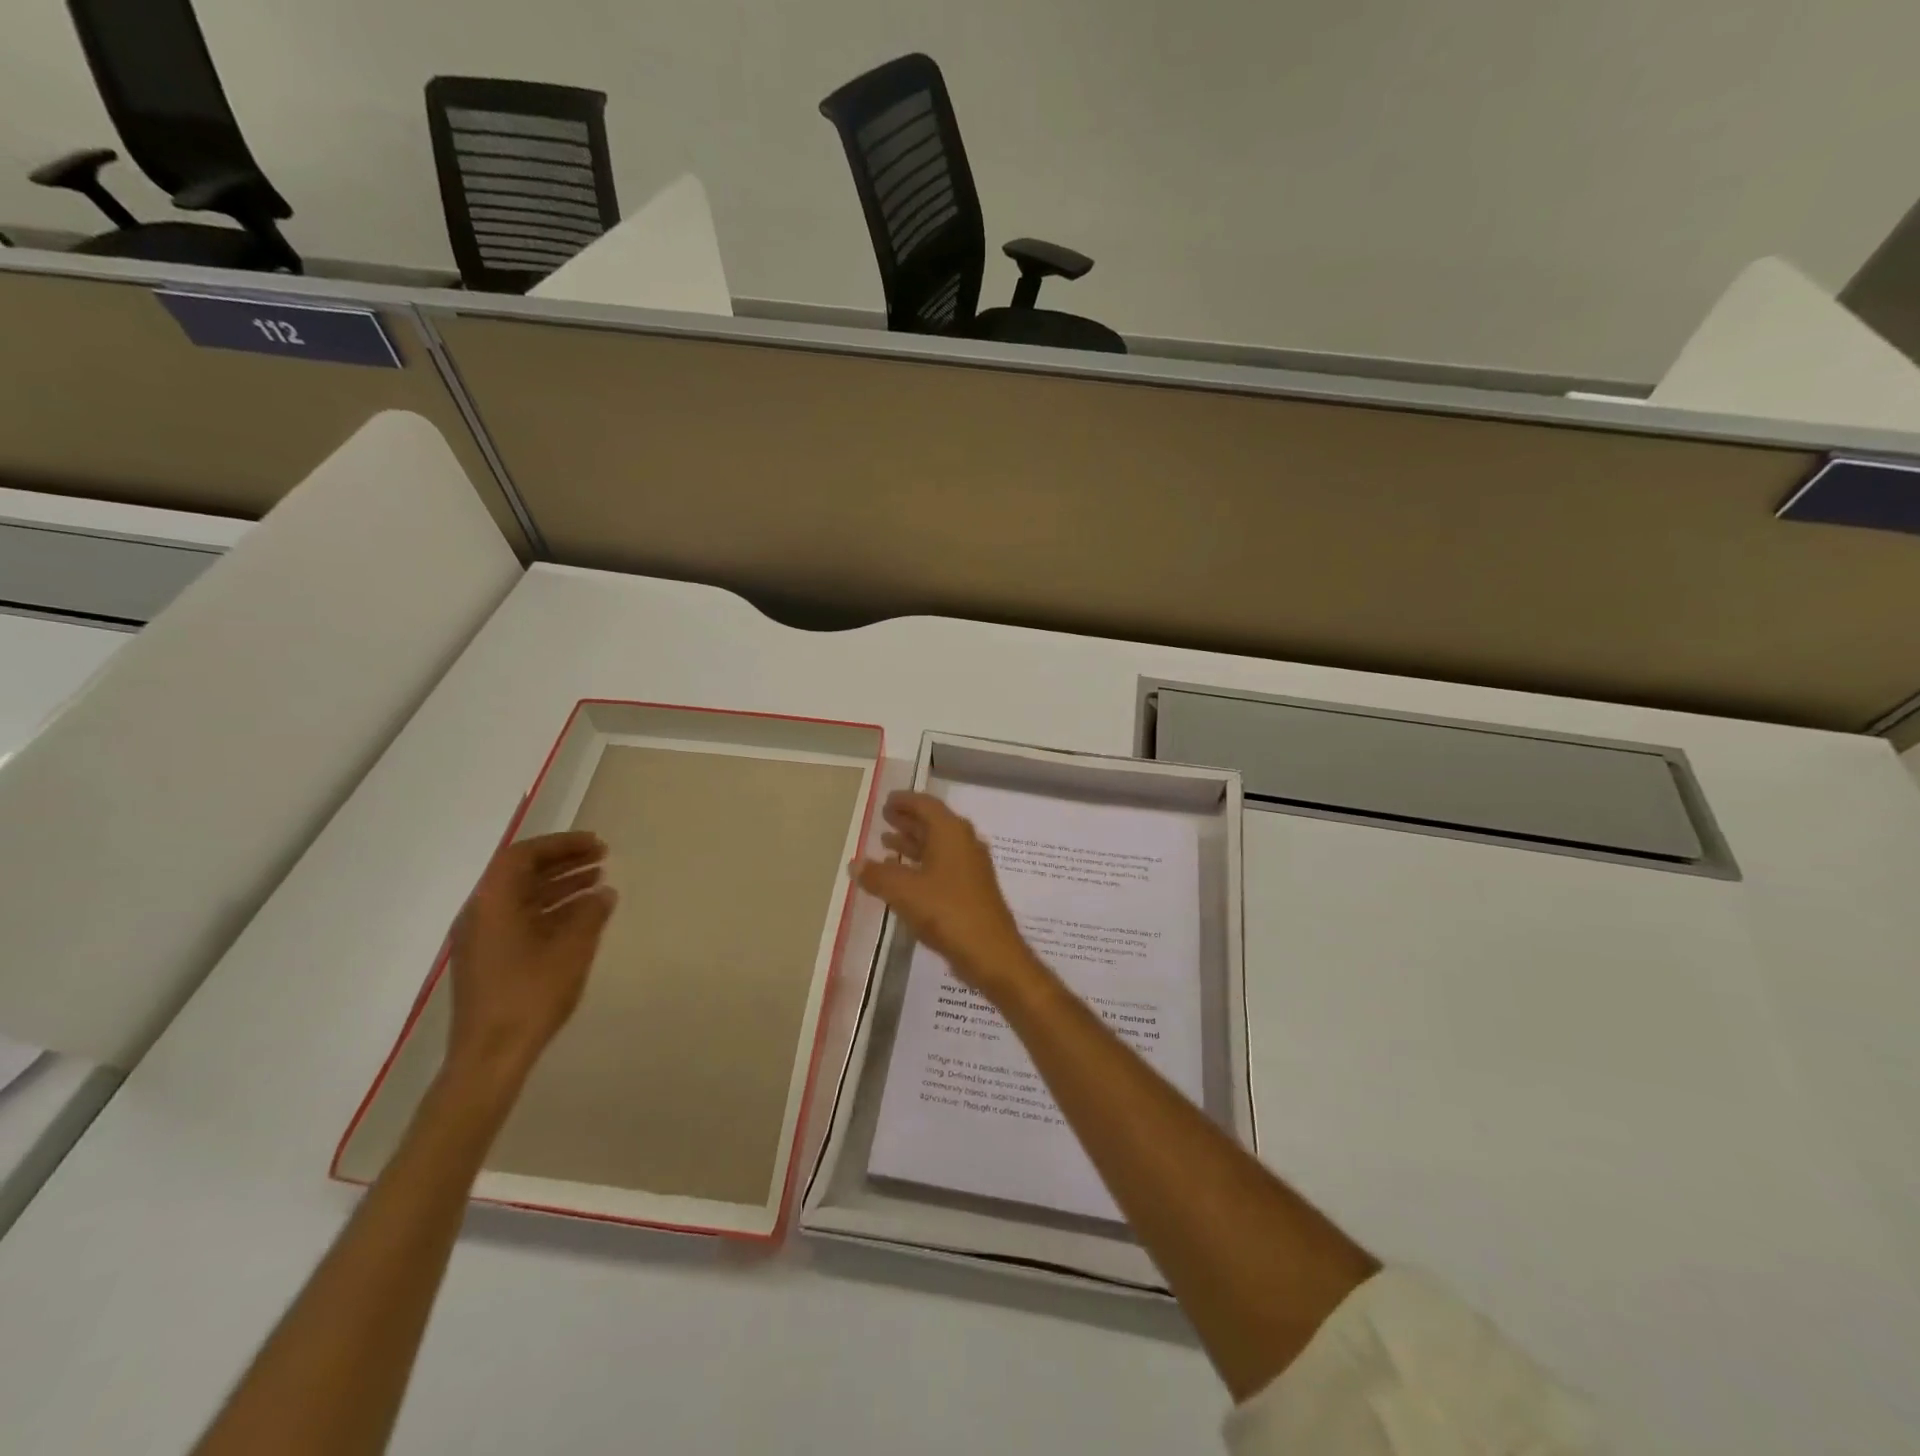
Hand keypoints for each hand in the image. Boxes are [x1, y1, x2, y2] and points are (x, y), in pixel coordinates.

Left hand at [444, 831, 617, 1088]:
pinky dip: (550, 911)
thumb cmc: (531, 994)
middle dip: (562, 862)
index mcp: (492, 903)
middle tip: (602, 857)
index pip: (523, 855)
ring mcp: (480, 940)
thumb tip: (603, 892)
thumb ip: (590, 913)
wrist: (490, 1056)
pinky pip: (519, 920)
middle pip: (520, 874)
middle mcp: (479, 914)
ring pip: (522, 898)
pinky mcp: (487, 961)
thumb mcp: (572, 949)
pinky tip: (581, 918)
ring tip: (598, 884)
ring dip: (559, 886)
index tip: (596, 844)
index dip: (561, 845)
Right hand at [855, 792, 1044, 1005]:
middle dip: (908, 820)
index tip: (886, 800)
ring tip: (886, 842)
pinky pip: (942, 866)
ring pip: (937, 846)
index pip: (926, 805)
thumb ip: (877, 875)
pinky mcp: (971, 890)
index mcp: (951, 833)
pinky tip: (903, 876)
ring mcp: (970, 867)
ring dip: (913, 842)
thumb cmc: (946, 911)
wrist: (990, 952)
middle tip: (884, 817)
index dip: (905, 801)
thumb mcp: (904, 891)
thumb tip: (855, 864)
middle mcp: (964, 843)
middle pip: (933, 823)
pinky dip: (922, 864)